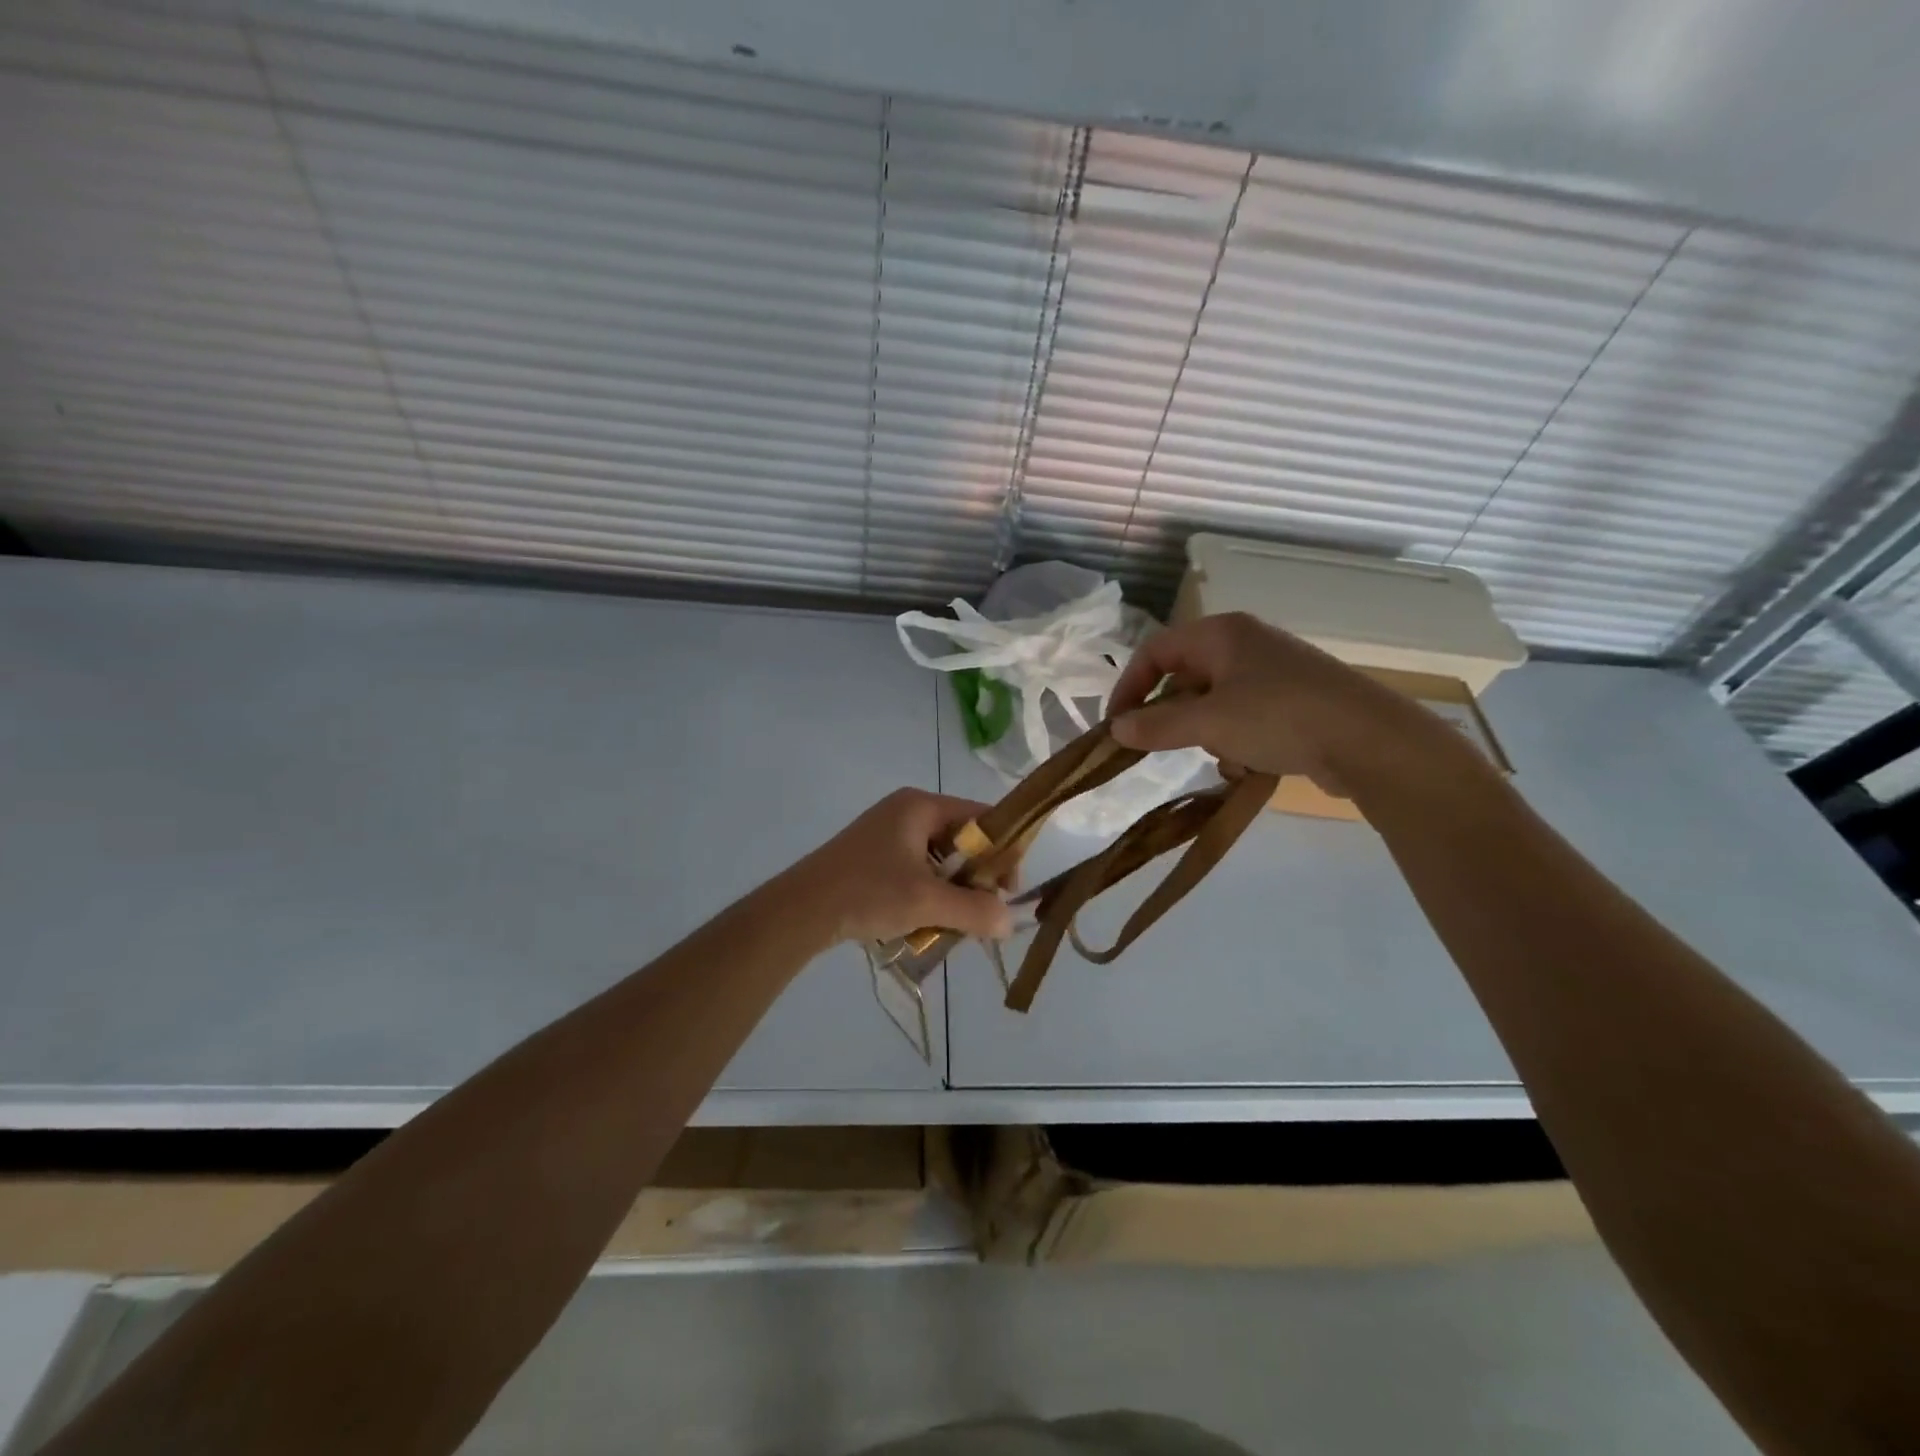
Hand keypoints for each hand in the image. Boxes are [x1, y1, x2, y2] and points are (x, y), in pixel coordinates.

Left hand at [793, 789, 1014, 944]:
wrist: (801, 910)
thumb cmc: (867, 892)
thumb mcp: (927, 902)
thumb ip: (974, 910)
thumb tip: (1009, 922)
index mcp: (920, 806)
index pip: (981, 817)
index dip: (1002, 850)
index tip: (1008, 888)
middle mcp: (906, 811)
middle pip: (960, 839)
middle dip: (975, 876)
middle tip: (984, 911)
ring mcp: (887, 833)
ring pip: (938, 859)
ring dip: (952, 889)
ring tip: (956, 922)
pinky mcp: (873, 856)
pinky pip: (916, 869)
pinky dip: (928, 893)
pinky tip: (927, 922)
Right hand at [1107, 612, 1483, 798]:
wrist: (1370, 741)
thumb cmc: (1279, 717)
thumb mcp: (1208, 723)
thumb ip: (1157, 726)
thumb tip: (1116, 730)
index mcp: (1221, 634)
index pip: (1155, 651)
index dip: (1129, 686)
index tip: (1117, 726)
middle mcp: (1246, 644)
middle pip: (1185, 676)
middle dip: (1170, 714)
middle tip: (1156, 745)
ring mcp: (1274, 672)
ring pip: (1214, 701)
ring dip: (1205, 732)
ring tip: (1218, 756)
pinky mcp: (1295, 700)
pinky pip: (1245, 716)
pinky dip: (1236, 740)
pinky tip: (1248, 764)